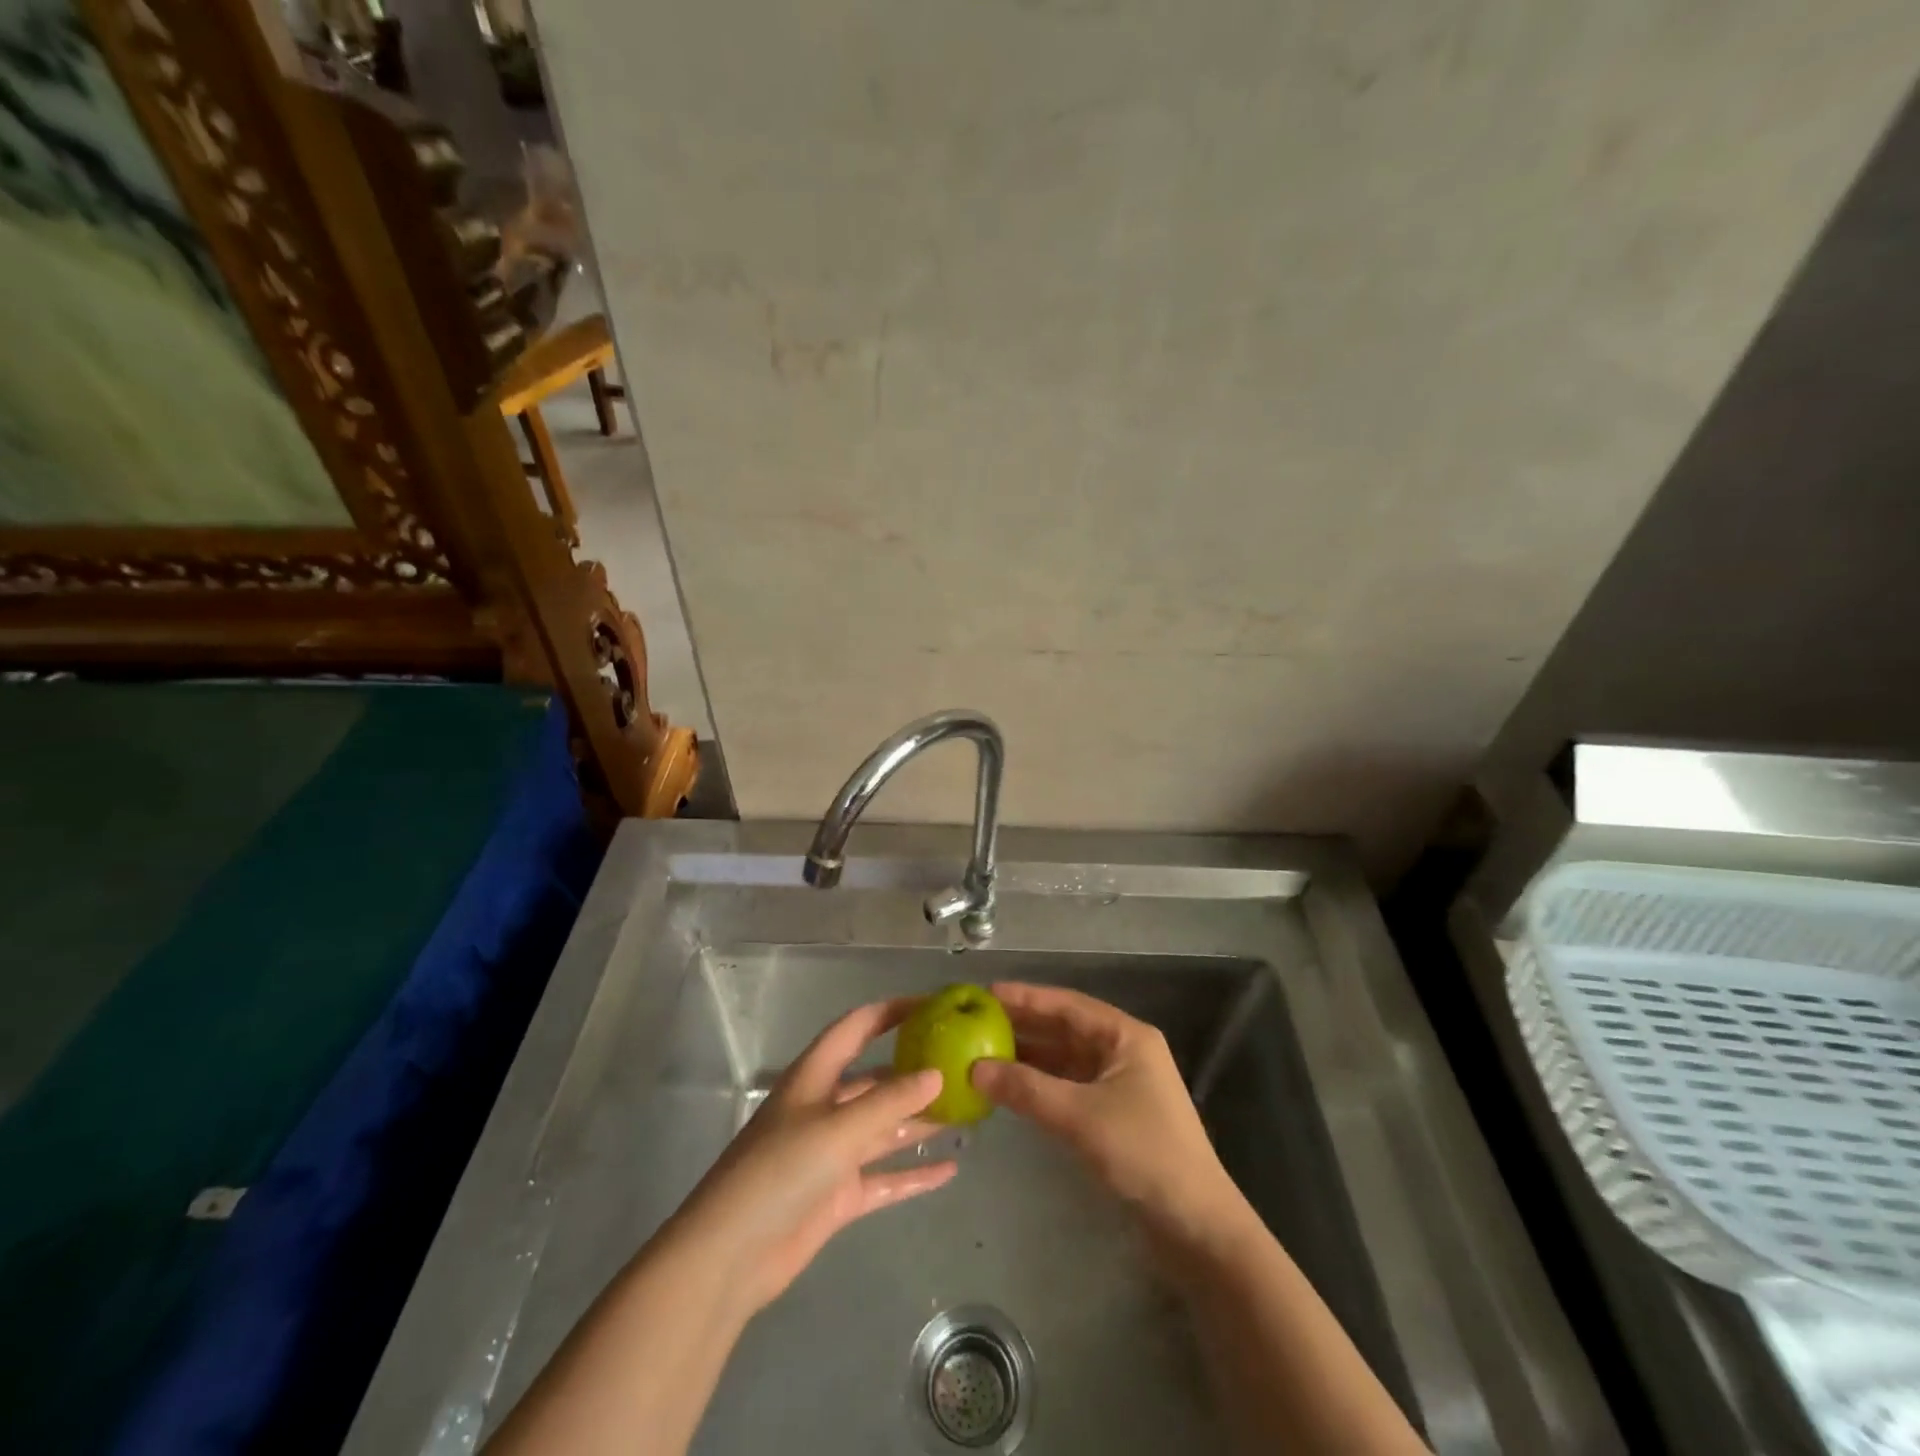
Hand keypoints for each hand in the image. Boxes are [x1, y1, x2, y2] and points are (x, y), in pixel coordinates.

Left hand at [669, 998, 956, 1315]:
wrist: (730, 1256)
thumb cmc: (779, 1172)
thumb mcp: (837, 1129)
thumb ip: (889, 1102)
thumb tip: (937, 1074)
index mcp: (815, 1077)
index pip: (857, 1027)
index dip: (892, 1012)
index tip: (933, 1005)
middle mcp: (826, 1107)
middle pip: (877, 1079)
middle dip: (915, 1071)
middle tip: (962, 1065)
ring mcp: (833, 1153)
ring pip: (885, 1128)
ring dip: (921, 1121)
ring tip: (967, 1112)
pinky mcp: (839, 1195)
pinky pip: (885, 1178)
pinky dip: (914, 1174)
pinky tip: (950, 1170)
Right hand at [969, 982, 1242, 1245]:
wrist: (1196, 1224)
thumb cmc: (1143, 1153)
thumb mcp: (1079, 1116)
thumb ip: (1026, 1089)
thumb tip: (974, 1068)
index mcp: (1126, 1036)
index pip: (1067, 1005)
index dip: (1026, 997)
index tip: (987, 993)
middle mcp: (1124, 1050)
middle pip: (1066, 1028)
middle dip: (1024, 1024)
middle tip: (977, 1020)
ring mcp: (1121, 1082)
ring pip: (1066, 1057)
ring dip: (1030, 1055)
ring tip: (985, 1050)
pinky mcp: (1115, 1113)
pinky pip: (1070, 1084)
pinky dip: (1042, 1082)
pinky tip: (1012, 1085)